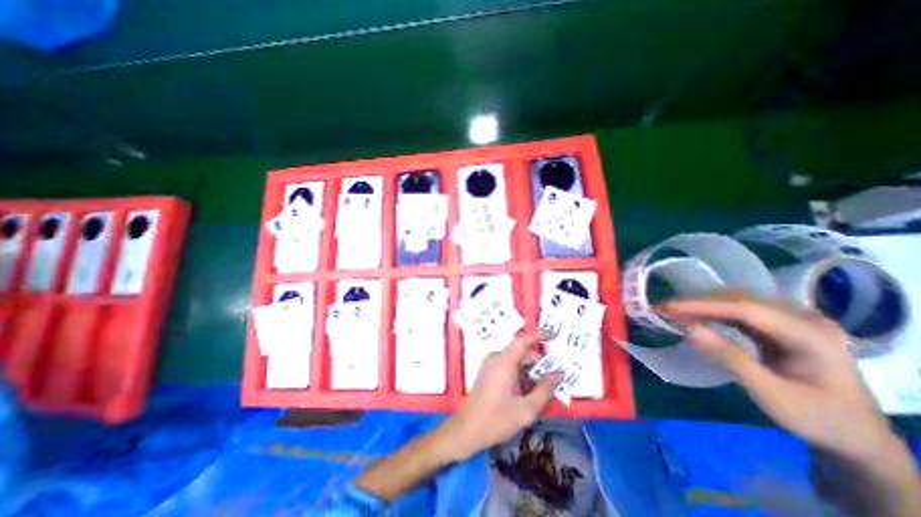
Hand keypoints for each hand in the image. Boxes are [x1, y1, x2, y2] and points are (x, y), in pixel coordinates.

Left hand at [438, 332, 560, 459]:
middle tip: (556, 376)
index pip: (523, 340)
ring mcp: (491, 365)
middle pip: (522, 352)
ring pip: (516, 361)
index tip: (553, 334)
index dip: (539, 335)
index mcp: (504, 361)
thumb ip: (545, 390)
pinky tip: (529, 392)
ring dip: (531, 371)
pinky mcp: (488, 372)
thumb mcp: (526, 409)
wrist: (467, 429)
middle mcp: (497, 358)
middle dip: (539, 362)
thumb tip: (559, 374)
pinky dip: (521, 375)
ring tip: (545, 388)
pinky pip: (509, 367)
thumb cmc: (497, 419)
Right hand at [666, 290, 895, 460]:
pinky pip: (740, 310)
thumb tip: (688, 328)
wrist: (854, 436)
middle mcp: (804, 318)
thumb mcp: (772, 395)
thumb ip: (730, 358)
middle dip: (699, 302)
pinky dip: (713, 312)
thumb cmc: (816, 418)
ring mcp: (794, 319)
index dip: (703, 305)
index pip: (746, 309)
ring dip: (703, 305)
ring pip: (738, 301)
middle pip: (741, 300)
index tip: (668, 307)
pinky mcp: (781, 325)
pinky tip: (696, 316)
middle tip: (664, 309)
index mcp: (811, 335)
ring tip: (674, 311)